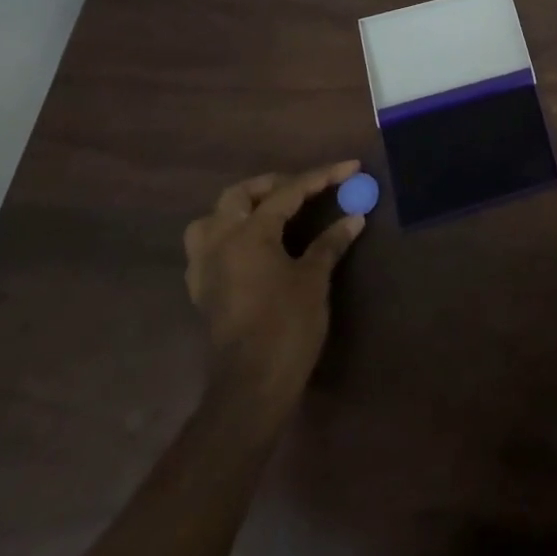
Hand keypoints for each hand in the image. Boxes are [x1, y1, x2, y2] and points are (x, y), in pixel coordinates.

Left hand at [182, 162, 365, 423]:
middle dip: (274, 184)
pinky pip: (208, 247)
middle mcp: (219, 243)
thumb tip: (353, 218)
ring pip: (212, 219)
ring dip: (240, 208)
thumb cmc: (286, 326)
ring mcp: (205, 268)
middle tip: (307, 187)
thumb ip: (330, 243)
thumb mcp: (314, 279)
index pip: (287, 192)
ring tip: (271, 211)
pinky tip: (253, 246)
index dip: (321, 177)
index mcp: (247, 235)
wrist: (251, 387)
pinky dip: (229, 235)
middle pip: (239, 195)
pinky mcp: (203, 291)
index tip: (350, 167)